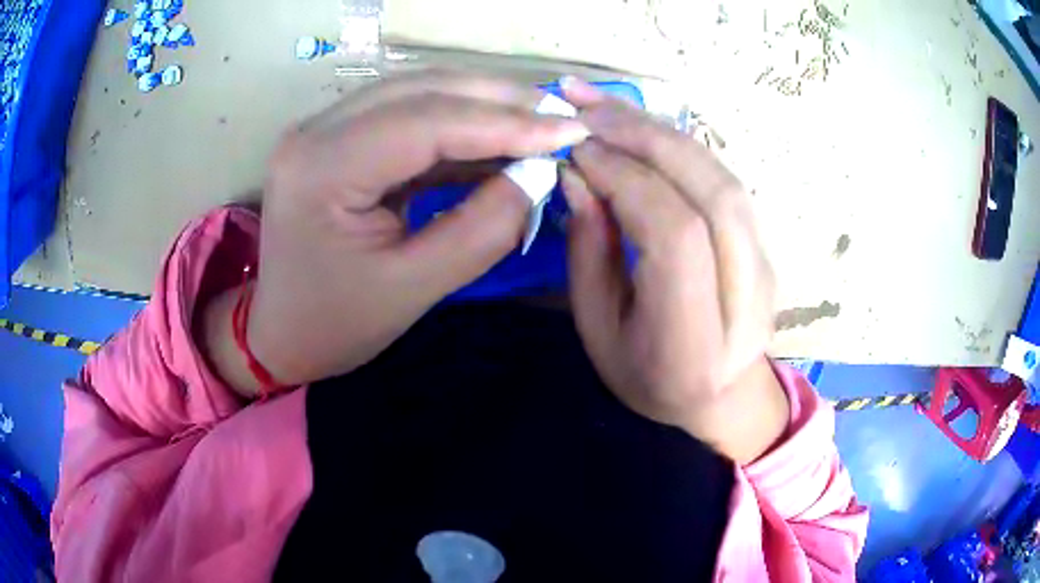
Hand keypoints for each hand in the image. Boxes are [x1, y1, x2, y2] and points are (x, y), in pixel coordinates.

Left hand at [204, 72, 589, 393]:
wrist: (281, 332)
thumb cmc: (336, 324)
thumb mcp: (414, 288)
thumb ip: (482, 229)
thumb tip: (539, 174)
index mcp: (320, 169)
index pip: (425, 122)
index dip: (504, 123)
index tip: (569, 132)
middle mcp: (315, 131)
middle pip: (421, 89)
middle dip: (499, 100)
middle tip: (561, 118)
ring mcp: (322, 128)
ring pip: (416, 91)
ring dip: (482, 103)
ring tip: (539, 122)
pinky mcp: (337, 136)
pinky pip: (406, 113)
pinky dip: (457, 122)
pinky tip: (497, 136)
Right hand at [560, 78, 786, 461]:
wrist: (719, 397)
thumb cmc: (647, 377)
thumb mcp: (599, 329)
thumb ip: (590, 252)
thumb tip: (579, 174)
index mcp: (695, 342)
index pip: (676, 235)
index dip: (627, 179)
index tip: (578, 150)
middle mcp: (746, 302)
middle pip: (711, 194)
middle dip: (646, 137)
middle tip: (587, 105)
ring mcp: (766, 269)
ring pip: (723, 178)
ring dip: (663, 131)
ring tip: (608, 106)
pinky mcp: (766, 245)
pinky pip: (725, 181)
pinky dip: (681, 146)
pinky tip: (644, 128)